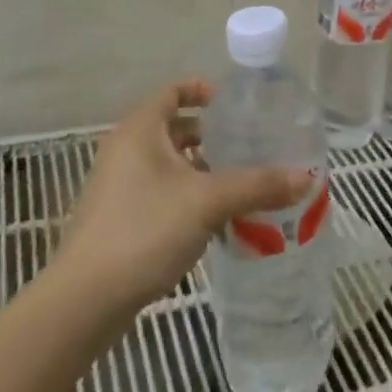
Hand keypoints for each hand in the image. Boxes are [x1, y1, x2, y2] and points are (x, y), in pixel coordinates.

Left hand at [55, 80, 310, 314]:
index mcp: (140, 129)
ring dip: (199, 168)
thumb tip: (306, 176)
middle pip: (172, 128)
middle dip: (209, 134)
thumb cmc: (144, 230)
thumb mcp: (208, 202)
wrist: (85, 301)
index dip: (202, 90)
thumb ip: (257, 185)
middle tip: (247, 144)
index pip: (173, 91)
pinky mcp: (118, 219)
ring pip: (167, 164)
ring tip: (239, 181)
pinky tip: (214, 218)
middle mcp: (125, 149)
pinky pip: (159, 191)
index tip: (234, 104)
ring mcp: (118, 186)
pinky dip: (186, 194)